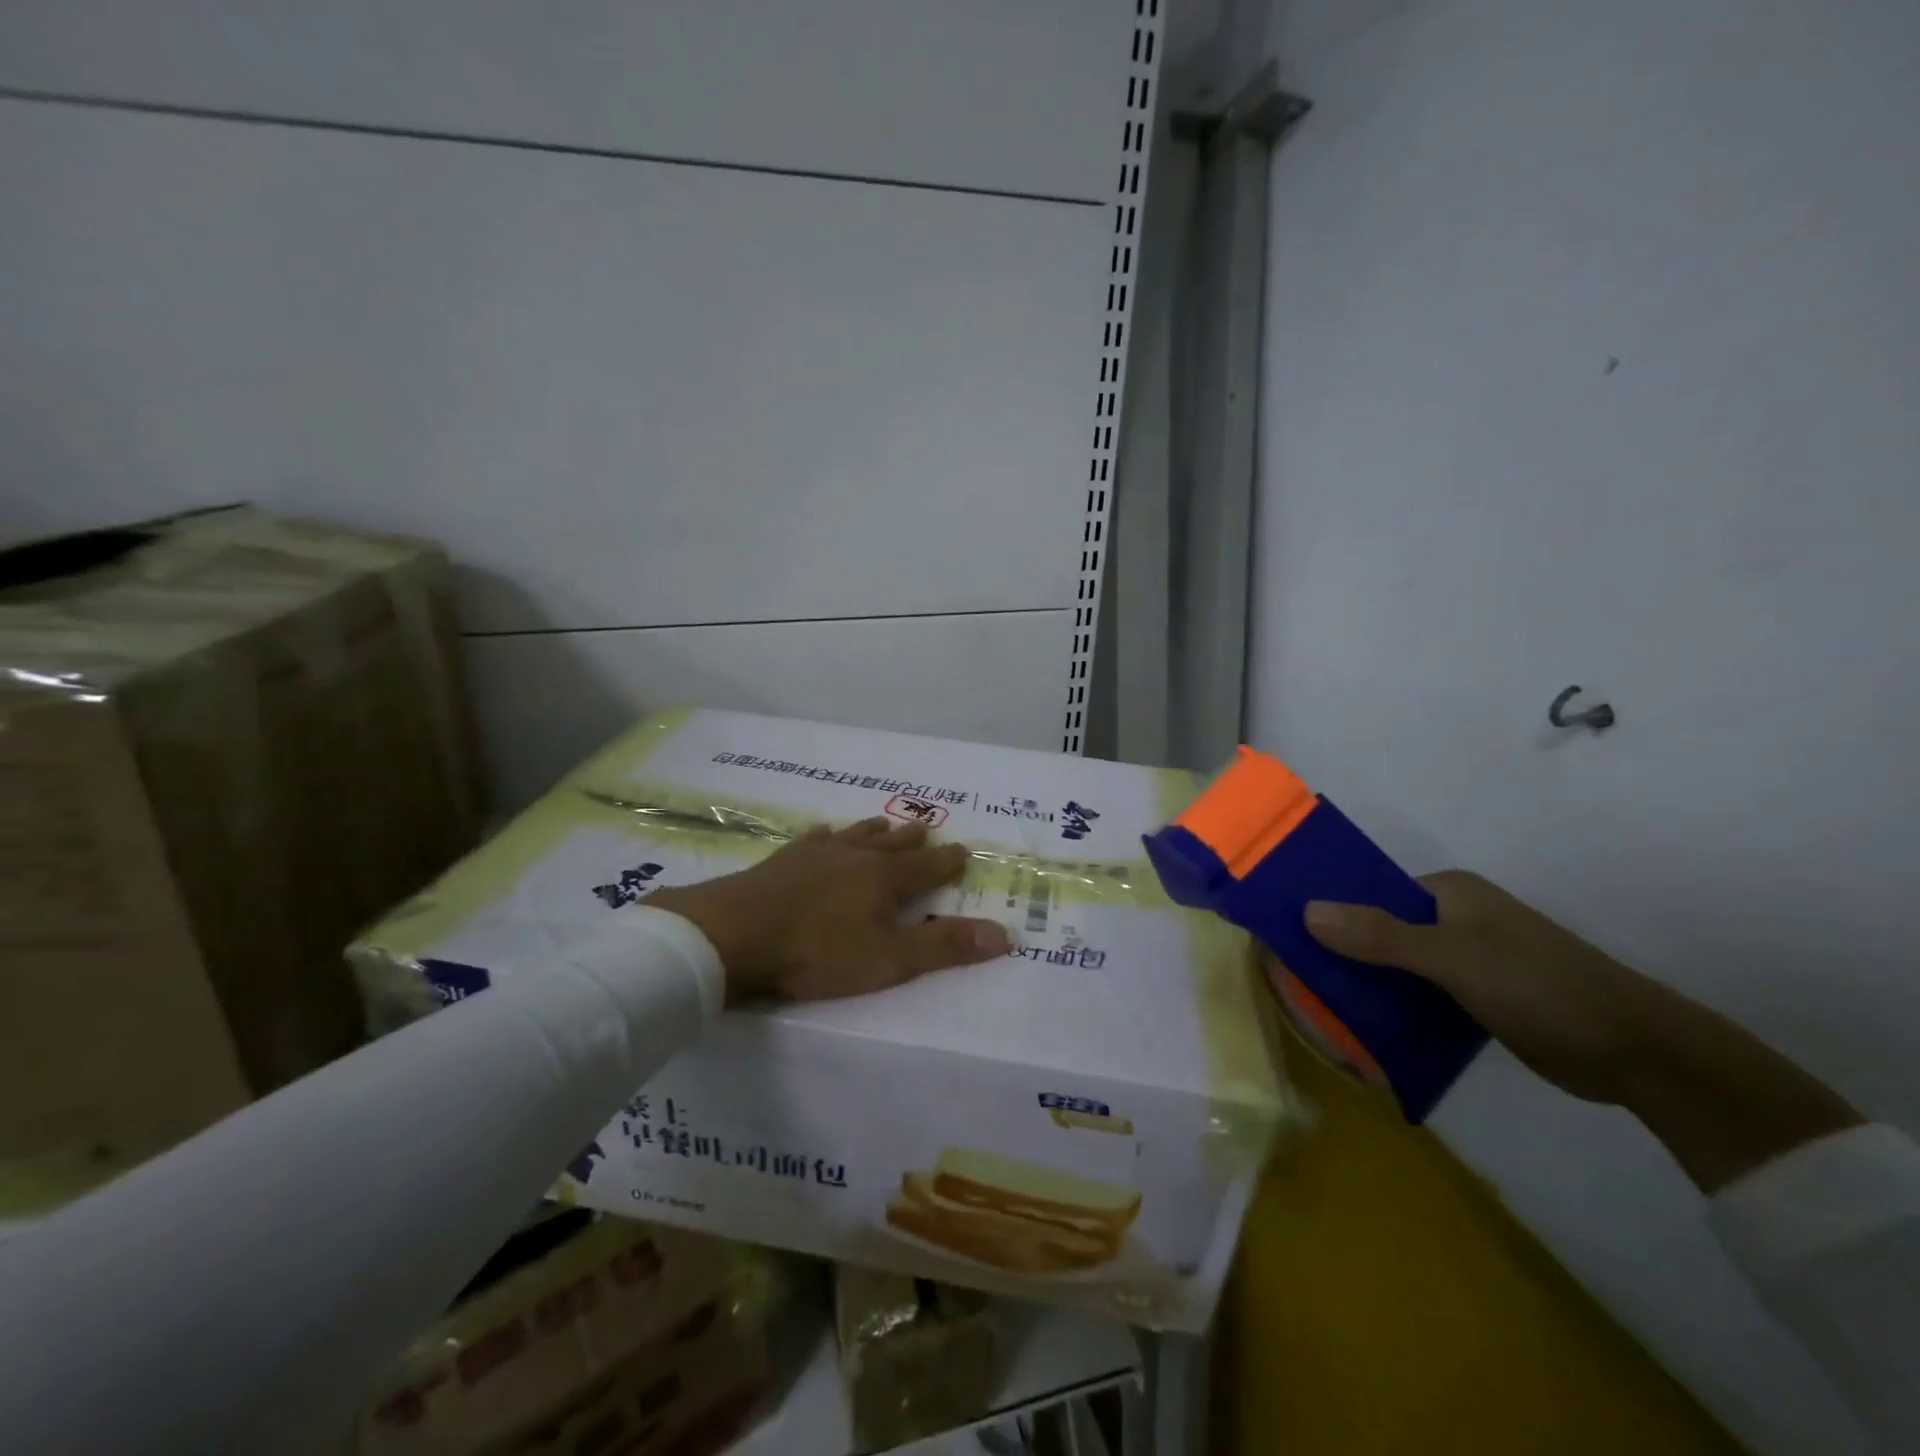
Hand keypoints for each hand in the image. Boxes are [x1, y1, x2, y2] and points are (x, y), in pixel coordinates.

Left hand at [647, 818, 1011, 1004]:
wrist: (735, 933)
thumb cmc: (818, 951)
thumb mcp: (888, 959)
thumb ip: (944, 946)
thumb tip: (1005, 934)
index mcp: (886, 878)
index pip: (929, 866)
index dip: (949, 861)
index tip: (964, 851)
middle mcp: (856, 856)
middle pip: (893, 844)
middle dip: (914, 840)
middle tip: (927, 829)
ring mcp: (817, 853)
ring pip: (856, 835)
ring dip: (875, 831)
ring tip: (885, 823)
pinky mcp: (784, 859)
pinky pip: (814, 839)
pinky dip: (826, 836)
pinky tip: (823, 833)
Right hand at [1301, 870, 1666, 1105]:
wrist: (1639, 1055)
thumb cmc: (1541, 987)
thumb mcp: (1454, 958)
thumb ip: (1381, 936)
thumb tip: (1306, 910)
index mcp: (1448, 893)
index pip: (1369, 891)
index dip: (1328, 908)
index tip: (1286, 932)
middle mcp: (1453, 919)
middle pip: (1378, 929)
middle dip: (1341, 951)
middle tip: (1295, 976)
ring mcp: (1466, 959)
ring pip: (1396, 965)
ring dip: (1366, 984)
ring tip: (1317, 1006)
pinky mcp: (1477, 997)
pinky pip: (1418, 995)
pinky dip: (1394, 1008)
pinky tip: (1364, 1030)